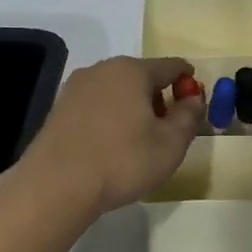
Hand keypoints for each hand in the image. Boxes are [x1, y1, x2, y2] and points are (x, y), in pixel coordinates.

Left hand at [18, 56, 204, 217]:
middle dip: (159, 97)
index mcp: (133, 70)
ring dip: (133, 108)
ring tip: (138, 141)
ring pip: (117, 91)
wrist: (56, 185)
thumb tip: (194, 97)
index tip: (195, 105)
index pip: (172, 66)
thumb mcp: (171, 144)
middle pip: (142, 76)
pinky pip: (96, 105)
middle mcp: (103, 69)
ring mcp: (76, 87)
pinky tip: (110, 146)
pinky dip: (110, 118)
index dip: (188, 82)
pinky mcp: (58, 108)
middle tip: (168, 129)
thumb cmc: (123, 161)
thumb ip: (189, 116)